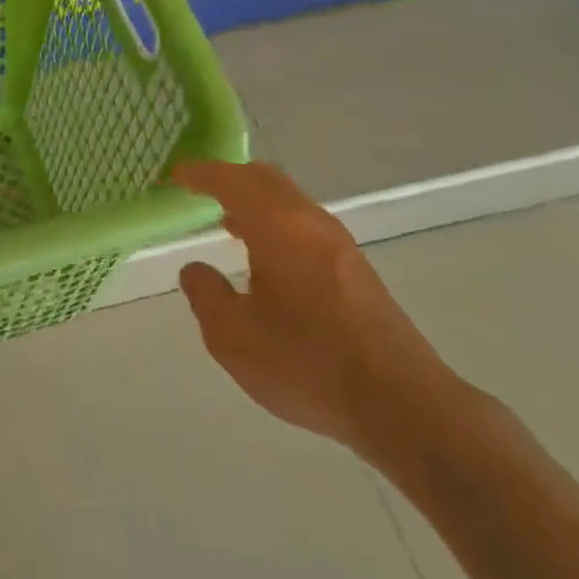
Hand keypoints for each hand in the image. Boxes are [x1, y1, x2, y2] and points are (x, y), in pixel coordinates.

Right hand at [173, 161, 460, 461]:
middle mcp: (310, 222)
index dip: (199, 174)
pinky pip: (305, 224)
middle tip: (199, 192)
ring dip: (255, 202)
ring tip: (227, 223)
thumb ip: (205, 295)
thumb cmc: (307, 363)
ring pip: (289, 201)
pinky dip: (276, 222)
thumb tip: (196, 270)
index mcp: (277, 226)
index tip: (175, 176)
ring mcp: (339, 244)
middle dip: (229, 178)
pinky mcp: (357, 269)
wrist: (403, 404)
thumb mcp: (233, 337)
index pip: (231, 180)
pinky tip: (266, 258)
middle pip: (265, 179)